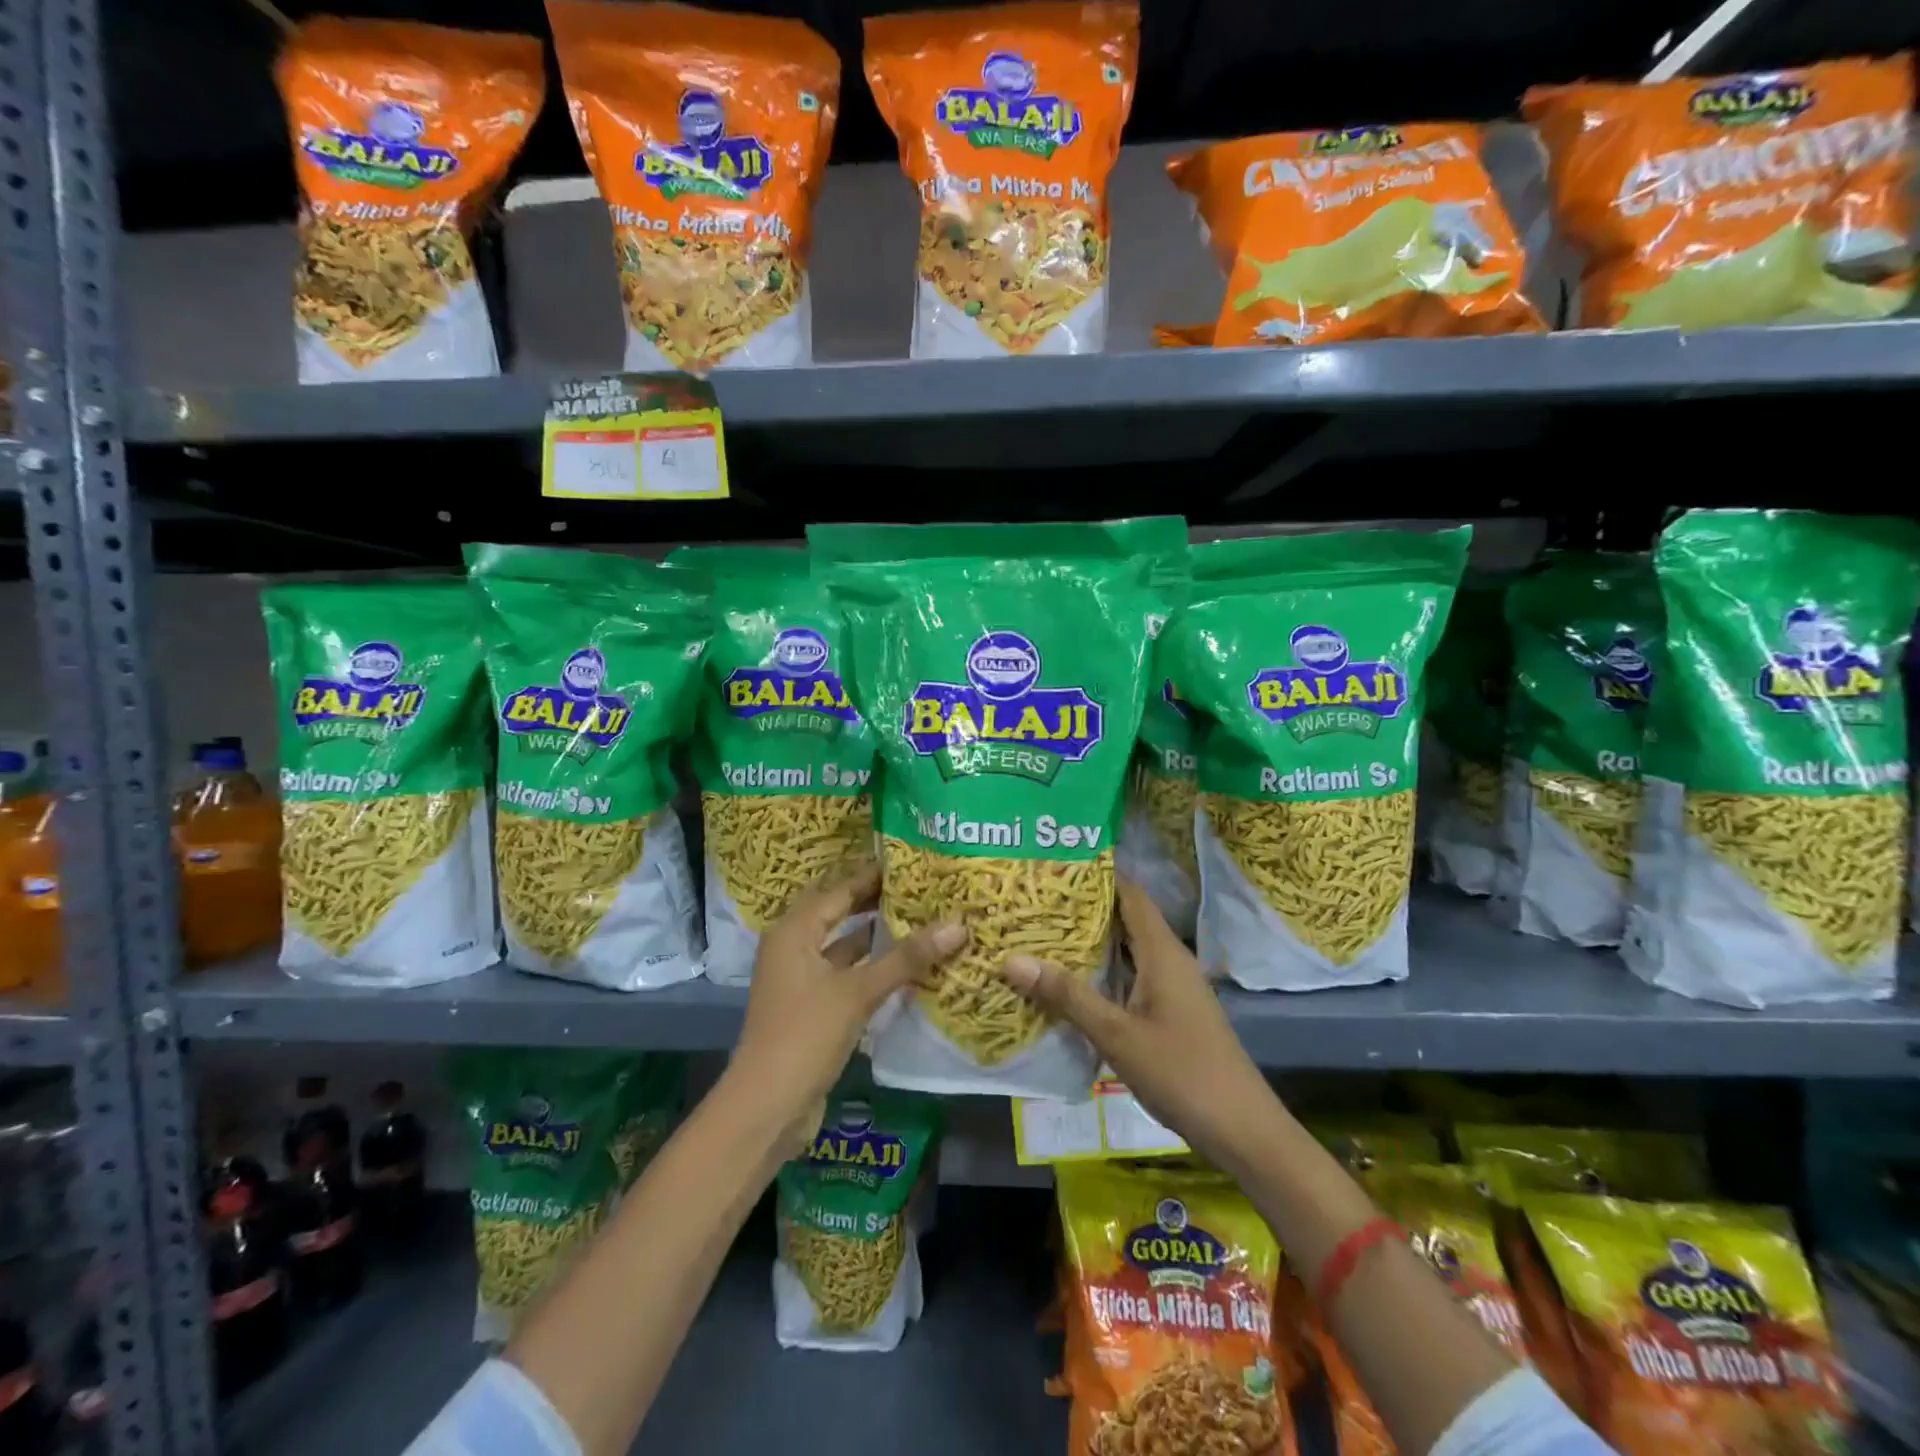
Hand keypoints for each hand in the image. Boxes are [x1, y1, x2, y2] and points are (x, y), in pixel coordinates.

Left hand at [731, 860, 965, 1149]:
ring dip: (877, 937)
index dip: (872, 876)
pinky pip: (846, 974)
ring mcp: (801, 980)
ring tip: (921, 920)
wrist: (767, 1108)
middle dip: (876, 902)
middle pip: (839, 914)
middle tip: (920, 888)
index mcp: (794, 932)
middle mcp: (793, 948)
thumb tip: (957, 924)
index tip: (910, 862)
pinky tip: (906, 967)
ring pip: (844, 947)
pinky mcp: (812, 1008)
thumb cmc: (805, 1036)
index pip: (839, 890)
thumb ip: (906, 958)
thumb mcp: (858, 992)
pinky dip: (872, 968)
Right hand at [1001, 878, 1279, 1173]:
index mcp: (1162, 951)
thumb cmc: (1181, 1071)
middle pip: (1126, 918)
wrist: (1241, 1129)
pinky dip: (1104, 971)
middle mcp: (1169, 959)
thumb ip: (1067, 996)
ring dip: (1092, 941)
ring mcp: (1173, 986)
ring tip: (1043, 932)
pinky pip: (1132, 975)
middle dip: (1085, 908)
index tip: (1055, 864)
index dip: (1097, 874)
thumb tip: (1011, 959)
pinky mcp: (1171, 1011)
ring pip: (1128, 949)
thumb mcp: (1116, 1034)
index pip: (1129, 893)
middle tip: (1036, 899)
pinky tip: (1072, 982)